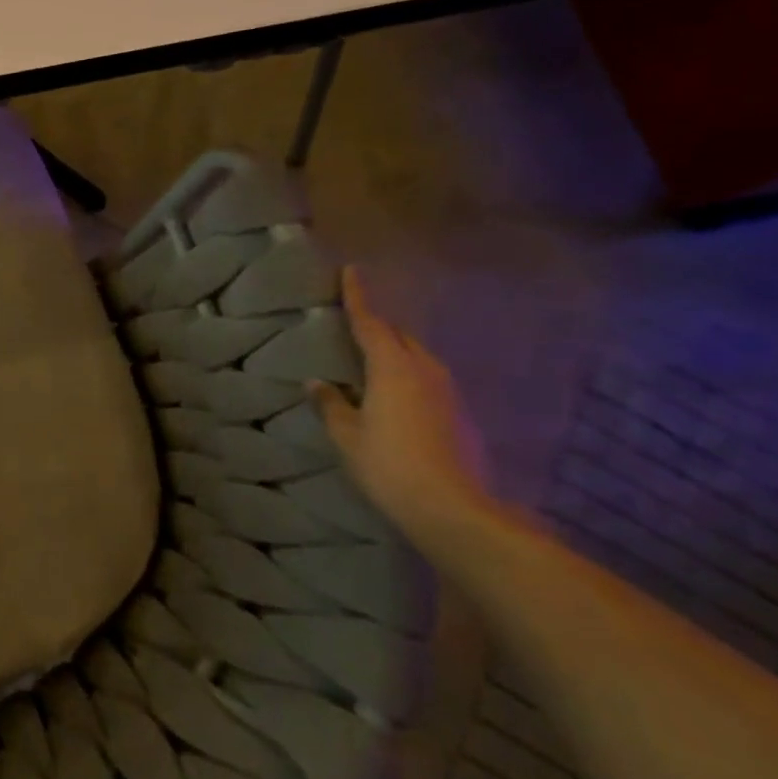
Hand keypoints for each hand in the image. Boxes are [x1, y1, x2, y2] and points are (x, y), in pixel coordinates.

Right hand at [311, 268, 500, 548]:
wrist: (453, 508)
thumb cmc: (388, 465)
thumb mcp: (347, 435)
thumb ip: (331, 404)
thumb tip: (316, 382)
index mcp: (392, 368)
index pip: (371, 322)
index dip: (358, 297)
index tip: (351, 270)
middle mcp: (425, 370)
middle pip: (400, 335)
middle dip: (378, 325)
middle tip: (355, 321)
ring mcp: (448, 392)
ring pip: (418, 356)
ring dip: (396, 350)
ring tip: (374, 357)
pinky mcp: (461, 414)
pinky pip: (429, 378)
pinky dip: (410, 374)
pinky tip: (397, 394)